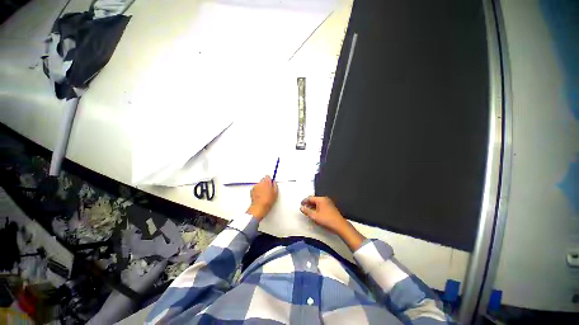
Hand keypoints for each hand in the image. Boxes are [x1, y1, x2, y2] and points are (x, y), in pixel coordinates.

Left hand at [246, 175, 278, 220]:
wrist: (259, 207)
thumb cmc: (267, 201)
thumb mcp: (275, 193)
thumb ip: (275, 186)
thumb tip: (274, 183)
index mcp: (267, 183)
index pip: (267, 176)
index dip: (269, 180)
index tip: (270, 182)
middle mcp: (260, 183)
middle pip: (263, 179)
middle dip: (265, 183)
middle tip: (268, 189)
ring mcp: (255, 187)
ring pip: (259, 184)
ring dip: (261, 186)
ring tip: (263, 193)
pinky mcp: (252, 190)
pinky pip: (255, 188)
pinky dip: (257, 190)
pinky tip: (260, 195)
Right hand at [300, 196, 365, 250]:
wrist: (339, 225)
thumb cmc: (326, 220)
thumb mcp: (314, 216)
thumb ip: (306, 211)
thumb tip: (301, 207)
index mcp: (320, 199)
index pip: (310, 198)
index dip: (304, 201)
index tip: (301, 204)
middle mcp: (325, 199)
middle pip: (314, 199)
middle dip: (308, 203)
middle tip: (304, 208)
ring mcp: (328, 202)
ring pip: (318, 202)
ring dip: (312, 206)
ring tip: (309, 211)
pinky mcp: (331, 207)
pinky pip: (321, 205)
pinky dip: (317, 207)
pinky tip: (315, 213)